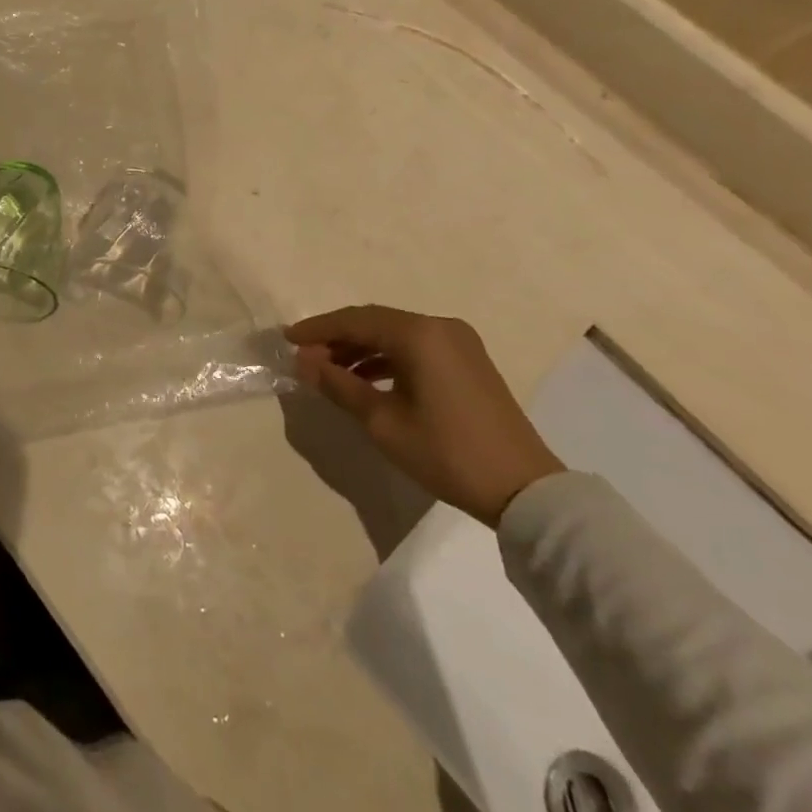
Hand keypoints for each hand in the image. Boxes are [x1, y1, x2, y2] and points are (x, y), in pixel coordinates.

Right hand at [285, 305, 564, 527]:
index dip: (317, 329)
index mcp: (418, 334)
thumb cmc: (446, 452)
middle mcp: (439, 326)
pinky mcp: (468, 361)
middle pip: (375, 322)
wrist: (525, 490)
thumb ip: (339, 385)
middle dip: (337, 337)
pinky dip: (387, 358)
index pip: (355, 321)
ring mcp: (458, 342)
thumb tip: (303, 361)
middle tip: (305, 355)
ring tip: (330, 370)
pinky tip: (367, 378)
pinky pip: (415, 347)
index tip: (287, 339)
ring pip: (395, 334)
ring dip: (361, 348)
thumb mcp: (382, 422)